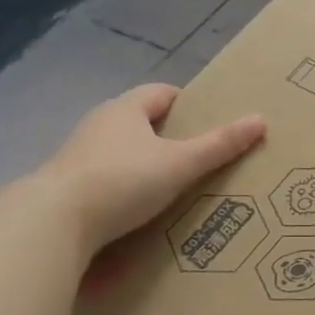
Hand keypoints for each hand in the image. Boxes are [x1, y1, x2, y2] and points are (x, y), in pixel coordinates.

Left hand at [30, 83, 265, 254]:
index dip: (188, 103)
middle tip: (202, 155)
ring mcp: (79, 155)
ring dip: (146, 163)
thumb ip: (220, 145)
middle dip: (170, 135)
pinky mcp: (70, 185)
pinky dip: (127, 186)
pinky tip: (143, 208)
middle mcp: (99, 125)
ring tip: (177, 185)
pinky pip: (108, 178)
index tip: (211, 120)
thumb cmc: (123, 180)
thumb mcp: (180, 163)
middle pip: (141, 121)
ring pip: (123, 151)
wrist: (54, 221)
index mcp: (125, 109)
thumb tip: (260, 120)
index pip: (161, 93)